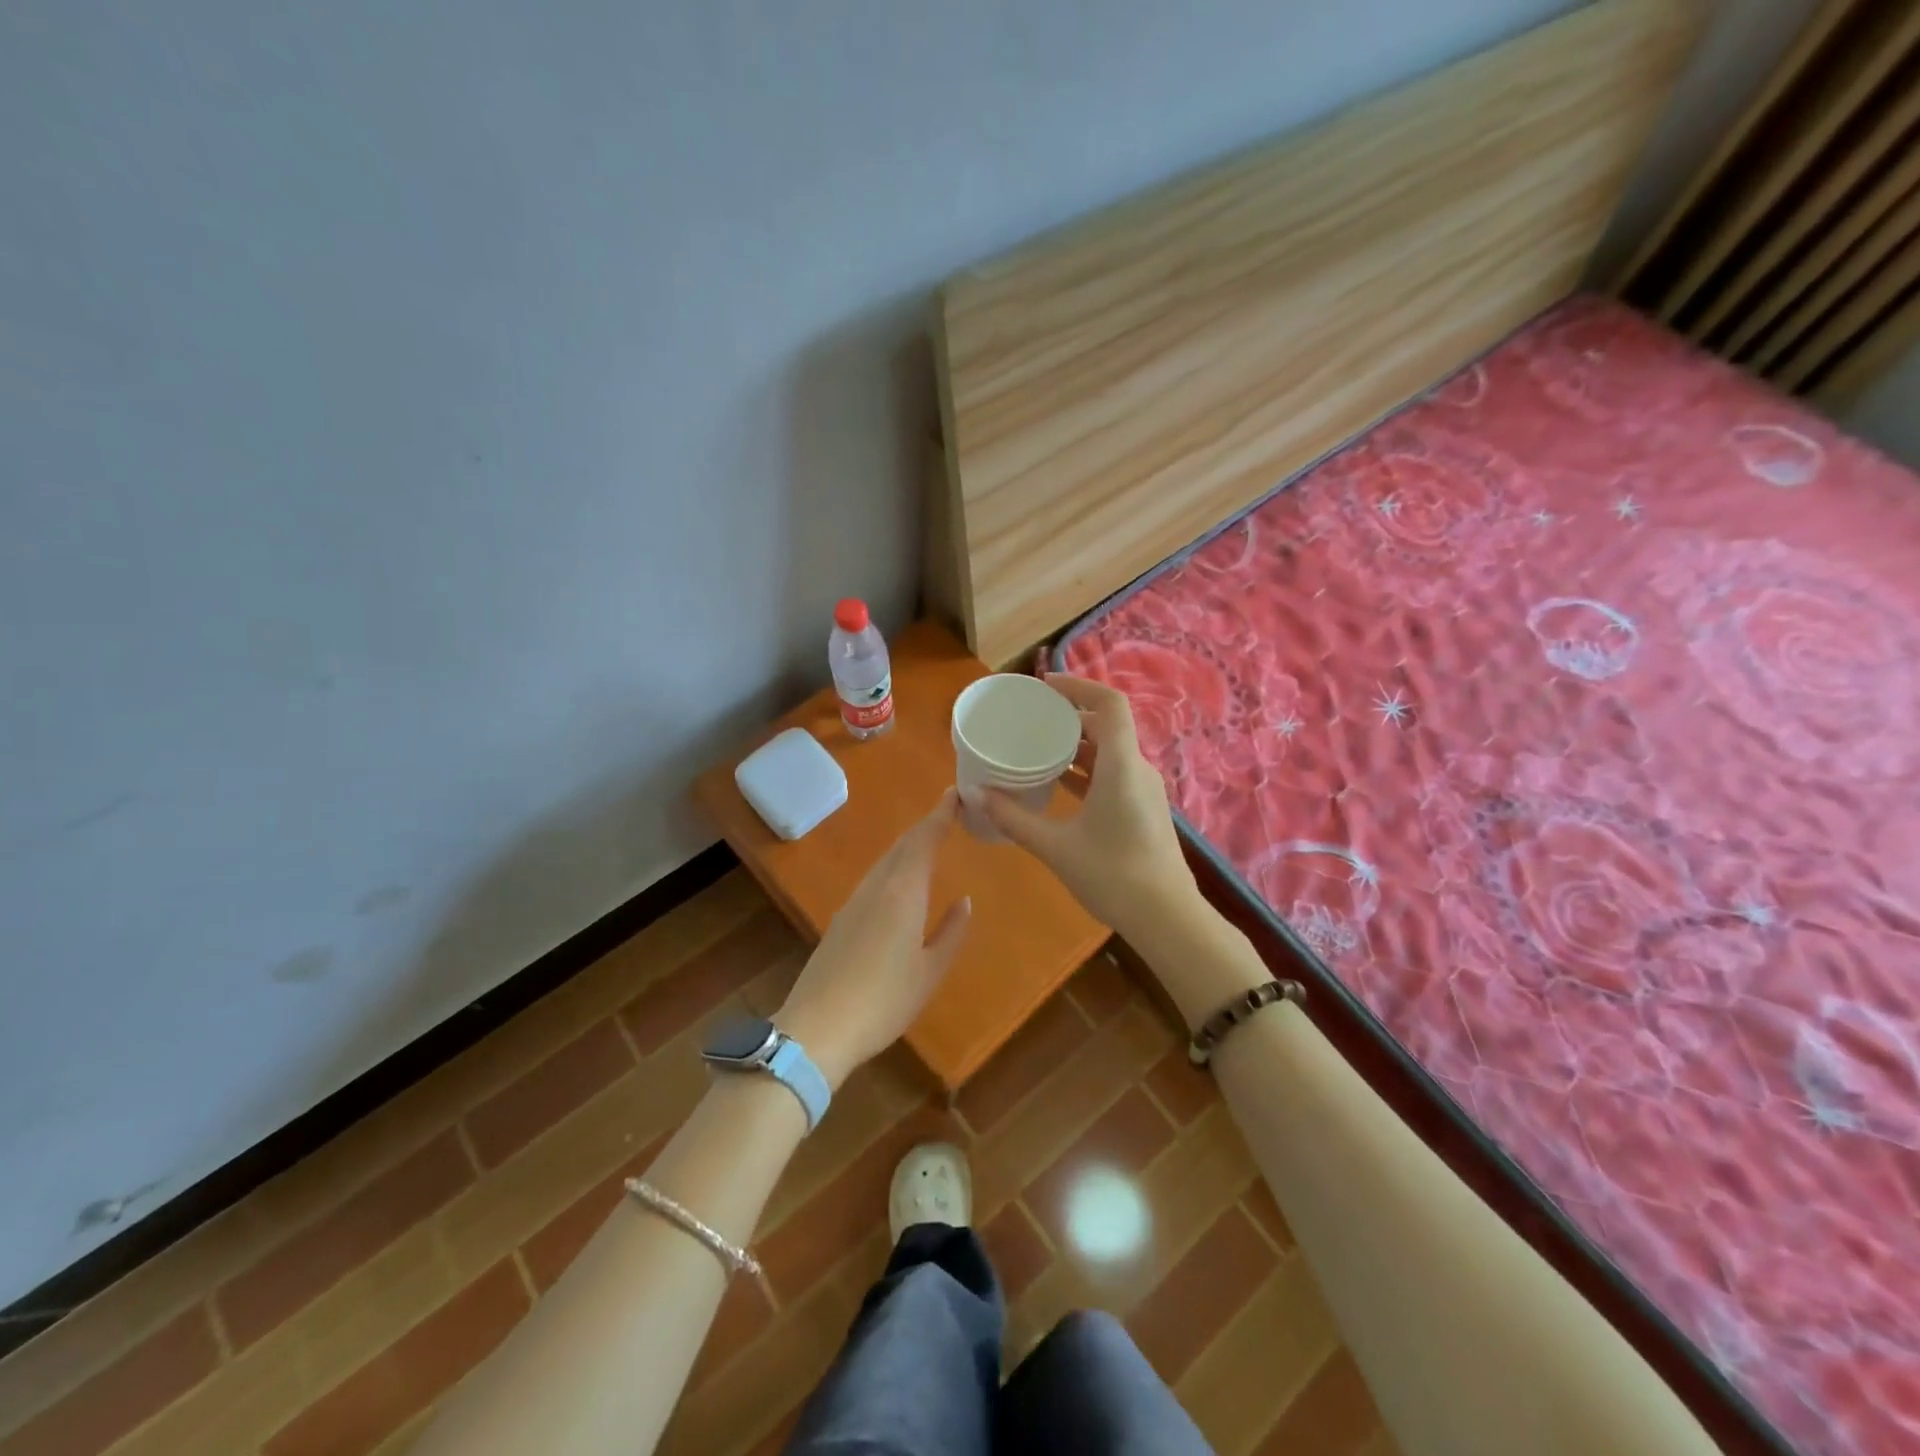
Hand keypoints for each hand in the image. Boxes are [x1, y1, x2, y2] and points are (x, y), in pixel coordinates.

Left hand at [776, 790, 971, 1089]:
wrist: (818, 1027)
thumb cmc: (884, 1000)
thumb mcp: (929, 971)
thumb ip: (950, 933)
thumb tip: (964, 902)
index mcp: (903, 893)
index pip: (924, 841)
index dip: (940, 815)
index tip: (955, 793)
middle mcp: (876, 887)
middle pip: (902, 846)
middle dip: (926, 826)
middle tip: (948, 812)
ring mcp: (854, 902)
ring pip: (885, 862)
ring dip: (908, 846)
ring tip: (929, 841)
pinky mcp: (841, 920)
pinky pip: (874, 879)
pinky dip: (893, 867)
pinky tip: (900, 882)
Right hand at [984, 674, 1197, 944]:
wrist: (1167, 919)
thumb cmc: (1113, 875)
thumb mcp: (1055, 846)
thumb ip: (1013, 818)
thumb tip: (973, 794)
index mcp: (1121, 765)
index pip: (1109, 703)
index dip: (1078, 685)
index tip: (1044, 686)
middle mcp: (1137, 769)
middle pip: (1107, 724)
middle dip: (1070, 715)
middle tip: (1032, 718)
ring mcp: (1144, 790)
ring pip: (1110, 751)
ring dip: (1077, 744)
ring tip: (1038, 747)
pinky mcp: (1143, 809)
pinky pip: (1113, 773)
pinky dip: (1086, 769)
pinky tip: (1058, 783)